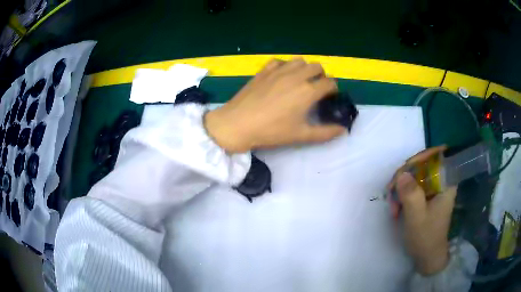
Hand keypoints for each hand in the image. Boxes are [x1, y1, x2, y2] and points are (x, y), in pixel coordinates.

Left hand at [204, 58, 345, 152]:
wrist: (238, 123)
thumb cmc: (271, 131)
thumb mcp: (301, 135)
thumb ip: (325, 133)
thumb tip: (343, 130)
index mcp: (308, 91)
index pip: (330, 82)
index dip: (333, 89)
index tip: (329, 98)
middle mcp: (296, 76)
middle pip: (317, 67)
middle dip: (321, 76)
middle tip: (316, 89)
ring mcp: (279, 70)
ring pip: (300, 61)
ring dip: (305, 68)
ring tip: (301, 81)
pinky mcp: (264, 70)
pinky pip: (280, 61)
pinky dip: (286, 66)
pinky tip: (282, 76)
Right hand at [389, 146, 456, 274]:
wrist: (427, 256)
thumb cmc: (426, 237)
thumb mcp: (417, 217)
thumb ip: (411, 195)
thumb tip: (401, 174)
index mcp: (446, 183)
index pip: (438, 156)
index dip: (421, 157)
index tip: (405, 168)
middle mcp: (441, 182)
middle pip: (423, 165)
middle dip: (406, 175)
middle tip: (392, 190)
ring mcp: (433, 190)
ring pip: (416, 176)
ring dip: (401, 187)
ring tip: (392, 204)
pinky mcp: (427, 197)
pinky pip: (413, 186)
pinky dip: (402, 194)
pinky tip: (396, 206)